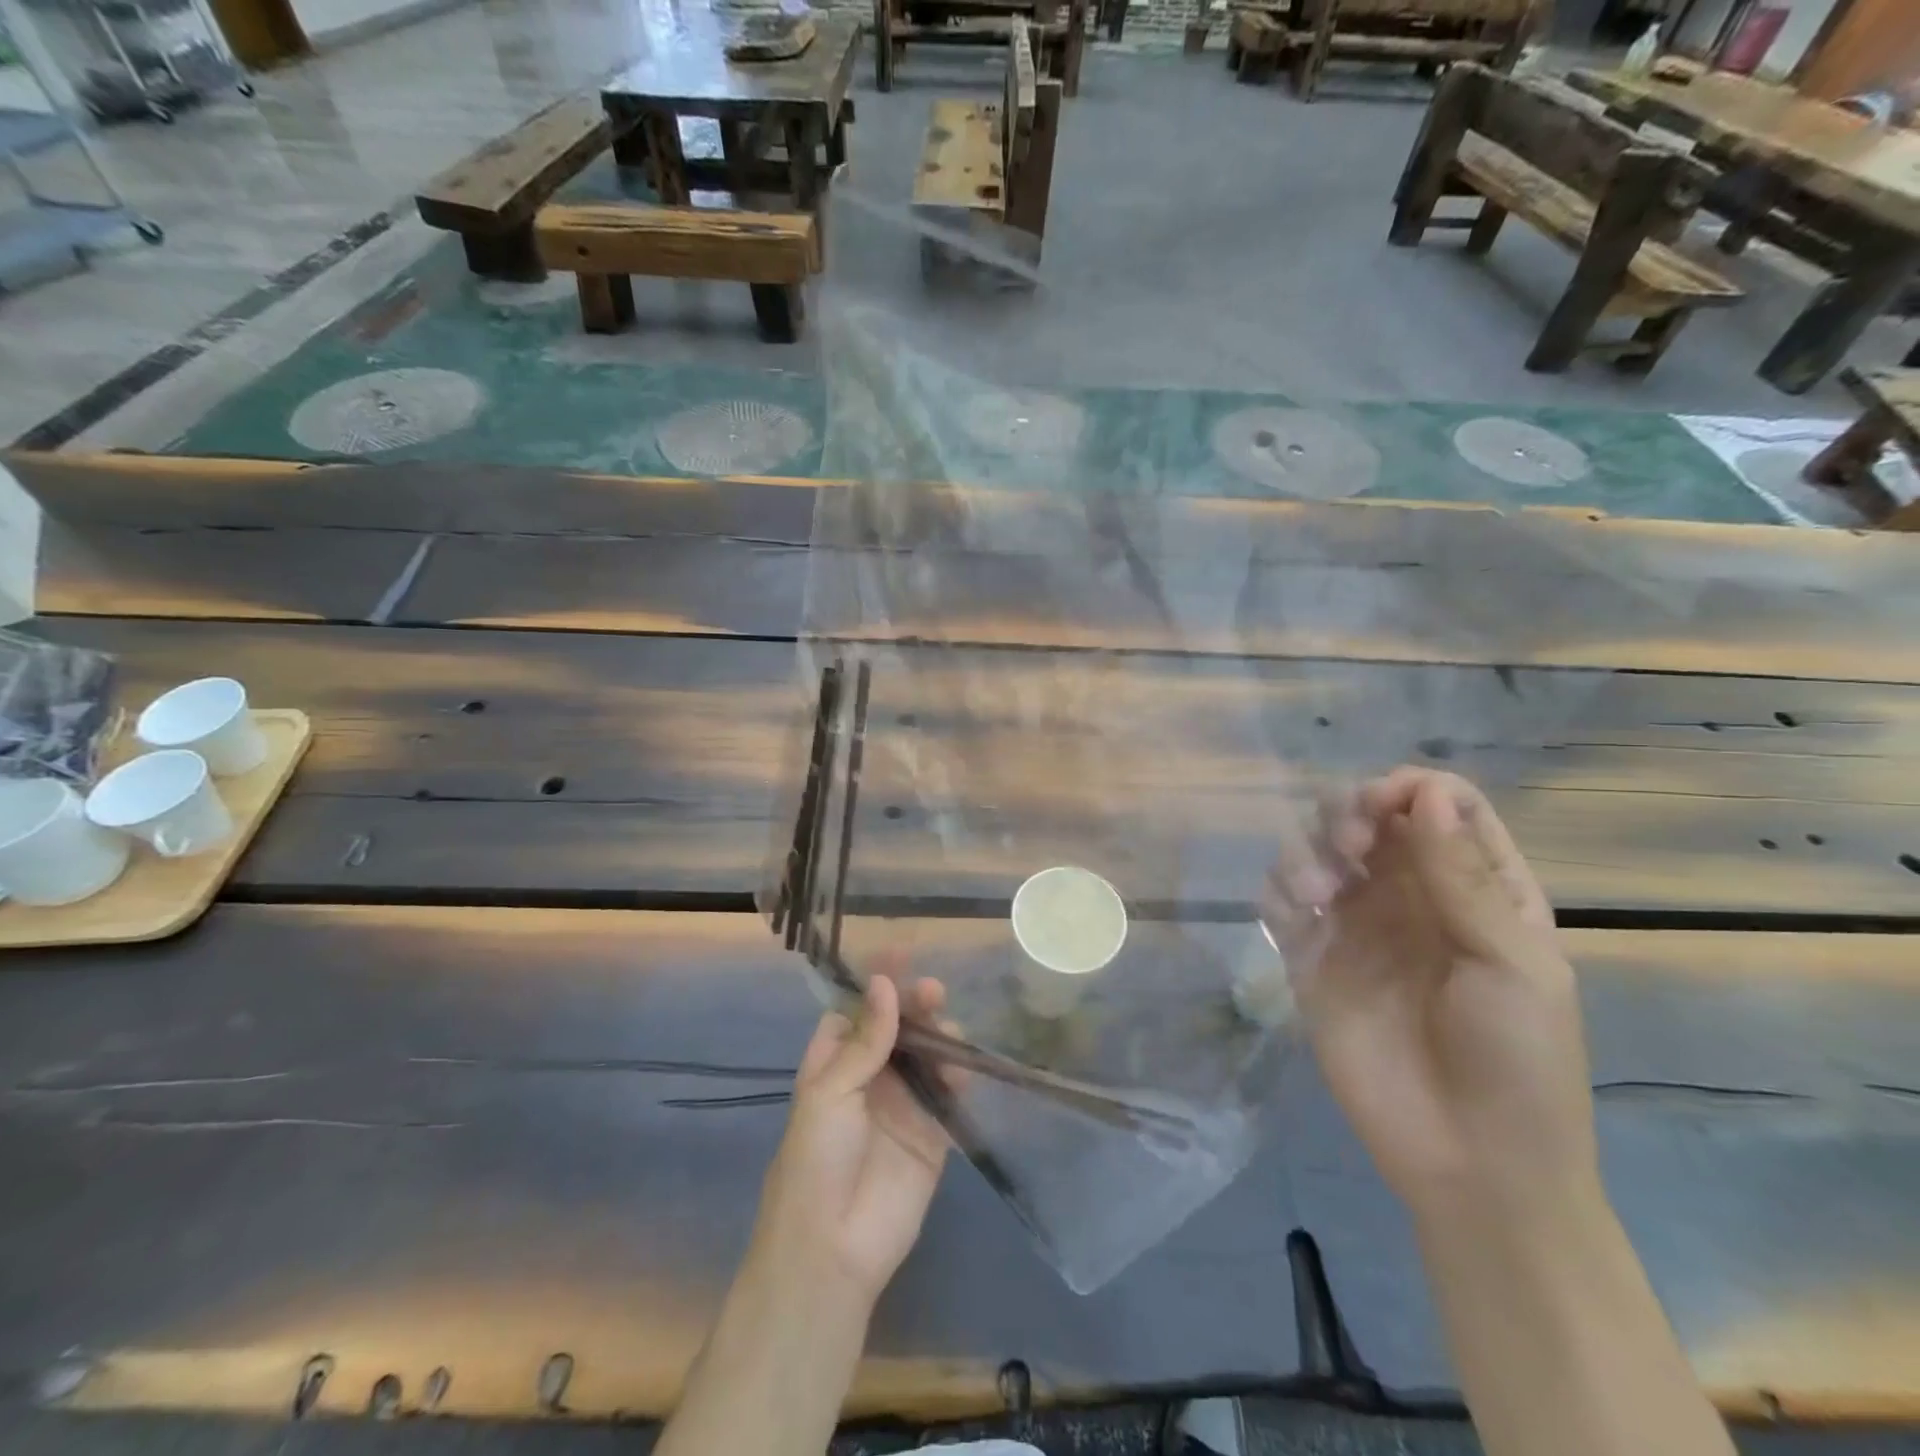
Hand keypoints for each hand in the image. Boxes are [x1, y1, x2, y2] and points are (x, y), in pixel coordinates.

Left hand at [749, 975, 950, 1306]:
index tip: (899, 955)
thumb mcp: (831, 1091)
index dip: (876, 984)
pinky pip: (948, 1095)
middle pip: (897, 1029)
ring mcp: (902, 1105)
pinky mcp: (931, 1134)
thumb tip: (884, 983)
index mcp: (834, 1063)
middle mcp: (869, 1078)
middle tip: (932, 991)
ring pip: (926, 1056)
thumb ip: (866, 1040)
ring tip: (949, 1027)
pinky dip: (958, 1076)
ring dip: (939, 1036)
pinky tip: (963, 1065)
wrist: (832, 1250)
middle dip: (913, 1005)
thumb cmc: (815, 1160)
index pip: (856, 1011)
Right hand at [1290, 767, 1598, 1223]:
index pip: (1442, 806)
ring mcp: (1355, 924)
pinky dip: (1280, 887)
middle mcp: (1410, 894)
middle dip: (1350, 810)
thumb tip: (1424, 794)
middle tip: (1351, 845)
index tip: (1388, 807)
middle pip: (1368, 815)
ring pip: (1316, 847)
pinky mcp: (1309, 956)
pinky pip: (1281, 898)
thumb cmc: (1518, 1063)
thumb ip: (1463, 878)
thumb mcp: (1513, 966)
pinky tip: (1297, 911)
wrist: (1471, 1164)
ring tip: (1321, 889)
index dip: (1413, 790)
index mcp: (1477, 888)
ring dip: (1310, 847)